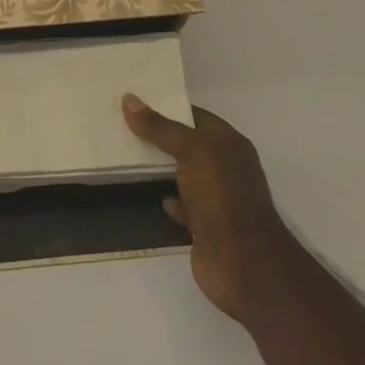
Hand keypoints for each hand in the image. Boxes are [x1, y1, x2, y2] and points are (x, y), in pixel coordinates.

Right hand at [122, 95, 290, 326]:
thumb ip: (160, 127)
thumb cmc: (222, 197)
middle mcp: (225, 168)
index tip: (134, 100)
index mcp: (229, 144)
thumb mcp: (192, 151)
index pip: (195, 116)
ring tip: (124, 154)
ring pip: (182, 175)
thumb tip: (129, 99)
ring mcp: (216, 199)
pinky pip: (181, 205)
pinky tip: (147, 194)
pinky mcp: (205, 226)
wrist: (244, 264)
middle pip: (187, 144)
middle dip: (158, 136)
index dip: (167, 106)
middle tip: (120, 122)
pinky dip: (167, 199)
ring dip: (159, 168)